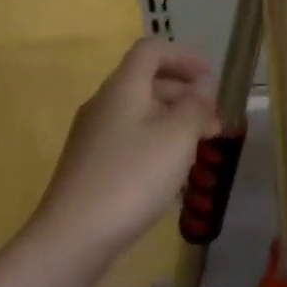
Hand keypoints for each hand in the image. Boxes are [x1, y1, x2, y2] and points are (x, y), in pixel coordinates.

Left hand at [32, 38, 220, 255]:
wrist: (73, 237)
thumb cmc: (132, 175)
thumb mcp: (178, 136)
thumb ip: (196, 107)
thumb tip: (202, 91)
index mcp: (123, 86)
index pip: (152, 49)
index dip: (183, 56)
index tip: (211, 77)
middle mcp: (104, 102)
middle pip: (146, 80)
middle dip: (183, 92)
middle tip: (213, 117)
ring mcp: (92, 134)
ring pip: (139, 111)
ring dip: (171, 119)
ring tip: (199, 145)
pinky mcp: (89, 164)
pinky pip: (129, 136)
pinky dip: (155, 140)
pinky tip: (170, 170)